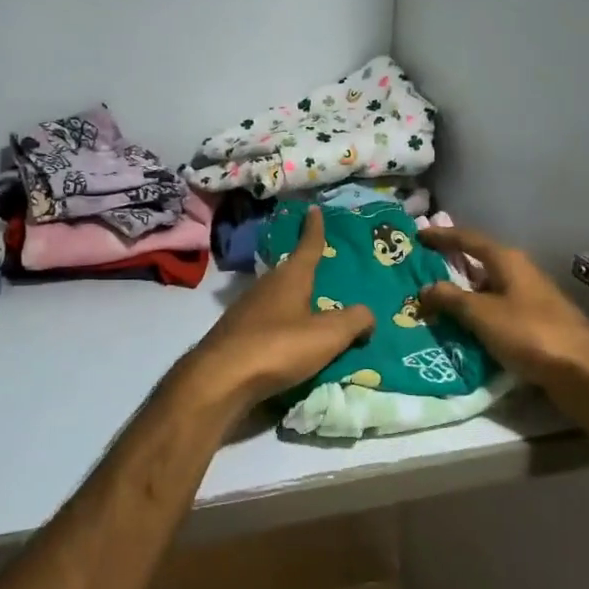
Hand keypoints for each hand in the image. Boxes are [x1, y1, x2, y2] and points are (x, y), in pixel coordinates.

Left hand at [178, 208, 374, 414]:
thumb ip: (353, 321)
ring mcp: (247, 309)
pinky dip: (282, 323)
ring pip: (277, 296)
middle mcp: (266, 286)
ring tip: (312, 307)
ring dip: (293, 298)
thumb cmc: (278, 347)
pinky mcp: (236, 333)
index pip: (307, 246)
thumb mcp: (326, 335)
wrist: (220, 379)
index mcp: (290, 278)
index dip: (314, 229)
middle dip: (306, 268)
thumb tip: (368, 314)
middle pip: (290, 271)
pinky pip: (268, 320)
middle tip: (324, 268)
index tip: (313, 210)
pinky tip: (289, 338)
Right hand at [417, 225, 588, 402]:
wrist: (583, 371)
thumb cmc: (529, 333)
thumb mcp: (482, 315)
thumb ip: (451, 299)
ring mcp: (532, 297)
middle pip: (480, 261)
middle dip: (453, 264)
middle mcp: (521, 271)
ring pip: (490, 287)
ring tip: (438, 300)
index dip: (442, 236)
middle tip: (424, 269)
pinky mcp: (538, 322)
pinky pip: (499, 309)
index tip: (418, 235)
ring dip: (466, 292)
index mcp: (507, 260)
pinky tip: (467, 326)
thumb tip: (425, 288)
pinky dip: (480, 312)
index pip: (468, 239)